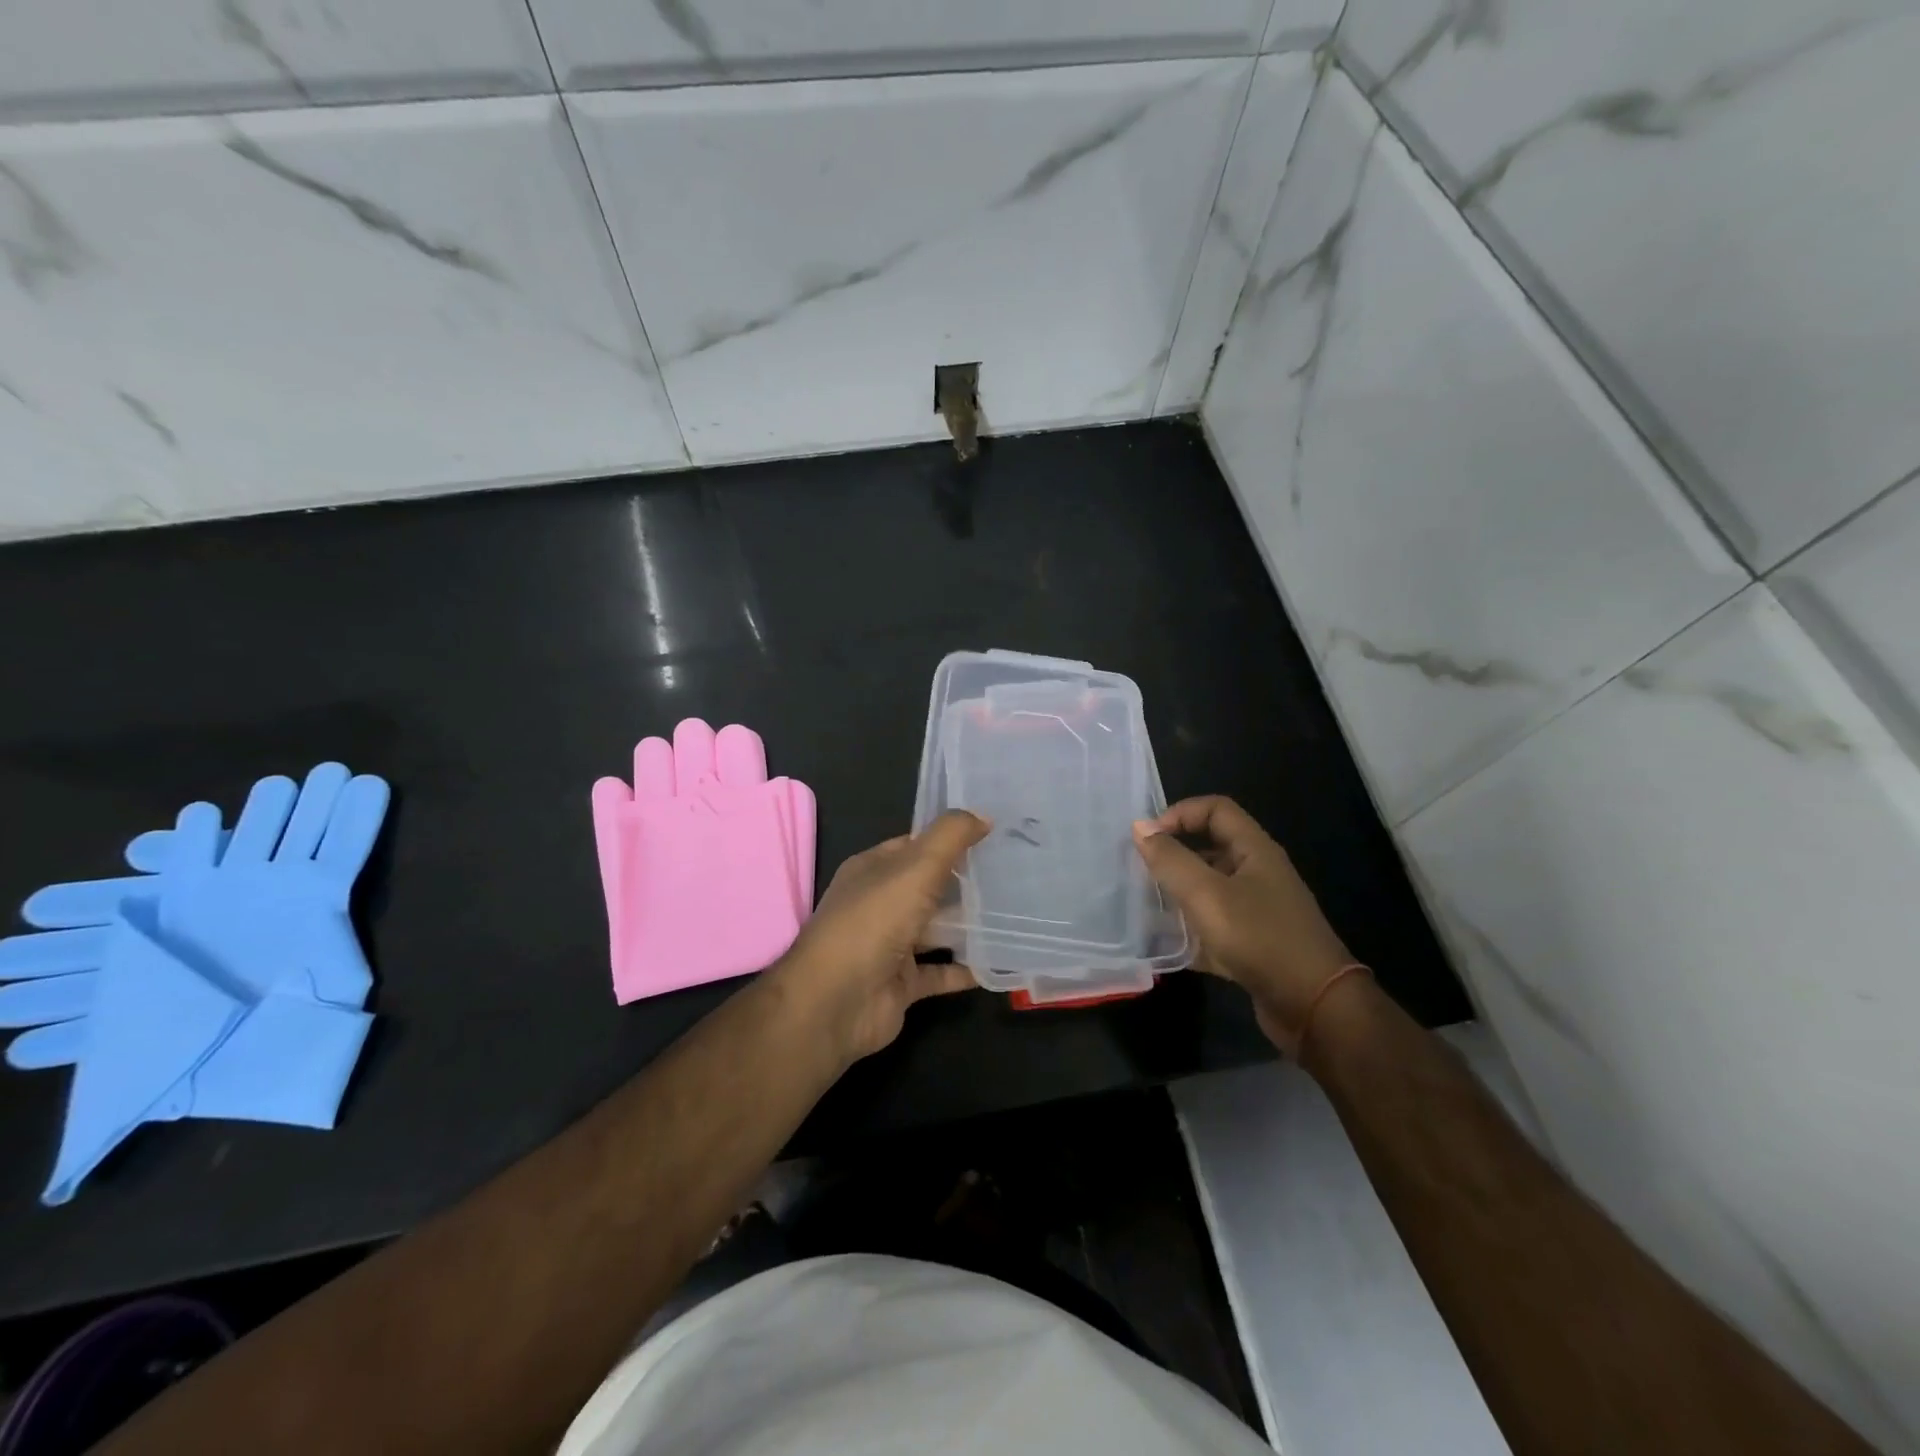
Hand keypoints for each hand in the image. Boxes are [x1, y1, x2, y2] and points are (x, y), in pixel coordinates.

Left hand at [767, 811, 989, 1065]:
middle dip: (964, 881)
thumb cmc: (874, 921)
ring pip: (936, 929)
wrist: (837, 1001)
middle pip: (927, 887)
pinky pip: (942, 972)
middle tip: (1014, 872)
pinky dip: (968, 968)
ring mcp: (890, 946)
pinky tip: (1002, 960)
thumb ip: (950, 837)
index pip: (915, 845)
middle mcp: (879, 904)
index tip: (992, 834)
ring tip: (1016, 912)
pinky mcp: (903, 984)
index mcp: (872, 869)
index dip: (949, 838)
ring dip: (968, 924)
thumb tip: (983, 815)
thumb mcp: (916, 866)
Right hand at [1132, 796, 1355, 1054]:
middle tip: (1139, 872)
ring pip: (1209, 890)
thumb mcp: (1207, 895)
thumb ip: (1171, 860)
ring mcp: (1258, 911)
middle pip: (1210, 849)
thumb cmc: (1260, 938)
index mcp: (1255, 851)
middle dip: (1173, 856)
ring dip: (1177, 895)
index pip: (1216, 809)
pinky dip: (1190, 932)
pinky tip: (1165, 945)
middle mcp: (1258, 874)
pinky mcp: (1253, 945)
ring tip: (1145, 907)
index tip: (1148, 838)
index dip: (1180, 813)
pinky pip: (1214, 927)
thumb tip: (1140, 826)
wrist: (1314, 1008)